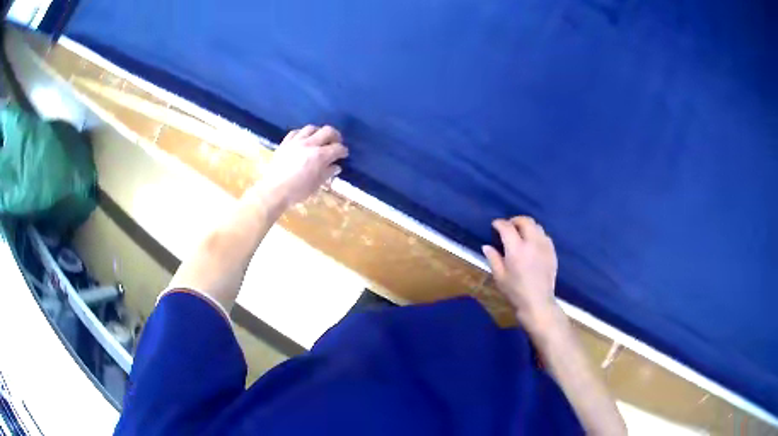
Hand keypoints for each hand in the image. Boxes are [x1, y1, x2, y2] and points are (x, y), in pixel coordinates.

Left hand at [253, 125, 347, 211]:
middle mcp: (309, 144)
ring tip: (319, 140)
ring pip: (311, 128)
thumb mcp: (316, 184)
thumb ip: (327, 173)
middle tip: (335, 143)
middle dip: (335, 136)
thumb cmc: (297, 191)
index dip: (343, 151)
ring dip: (318, 132)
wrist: (274, 191)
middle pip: (327, 131)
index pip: (337, 148)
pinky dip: (303, 133)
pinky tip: (303, 139)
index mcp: (319, 156)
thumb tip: (336, 166)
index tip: (344, 154)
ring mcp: (296, 141)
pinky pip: (296, 132)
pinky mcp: (285, 143)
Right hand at [482, 216, 560, 331]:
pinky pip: (545, 236)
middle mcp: (532, 243)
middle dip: (515, 220)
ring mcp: (544, 246)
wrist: (538, 303)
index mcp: (516, 249)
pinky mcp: (552, 252)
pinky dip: (537, 234)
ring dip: (527, 226)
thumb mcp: (499, 277)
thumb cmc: (515, 292)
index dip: (499, 223)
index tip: (495, 225)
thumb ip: (493, 258)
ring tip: (521, 234)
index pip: (507, 227)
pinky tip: (532, 243)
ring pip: (537, 226)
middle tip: (508, 227)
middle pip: (525, 221)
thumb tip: (487, 246)